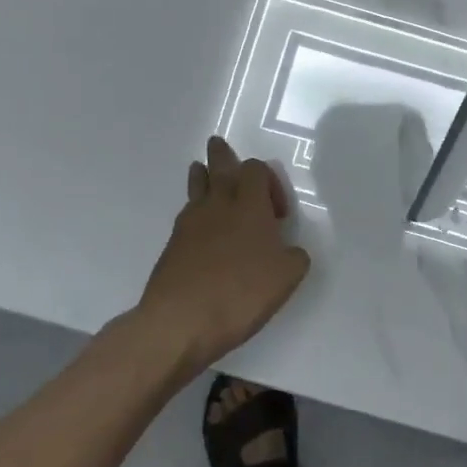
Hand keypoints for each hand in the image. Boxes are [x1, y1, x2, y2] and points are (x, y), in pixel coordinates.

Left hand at [133, 137, 312, 372]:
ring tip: (202, 170)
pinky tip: (201, 226)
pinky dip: (195, 212)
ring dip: (203, 177)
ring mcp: (190, 224)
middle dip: (222, 156)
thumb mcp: (286, 277)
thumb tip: (289, 251)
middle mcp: (217, 205)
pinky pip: (187, 216)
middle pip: (219, 167)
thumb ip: (294, 257)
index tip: (278, 215)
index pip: (255, 169)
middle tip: (218, 145)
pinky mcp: (172, 246)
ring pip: (197, 187)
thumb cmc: (240, 292)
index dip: (270, 182)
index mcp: (249, 205)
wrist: (179, 321)